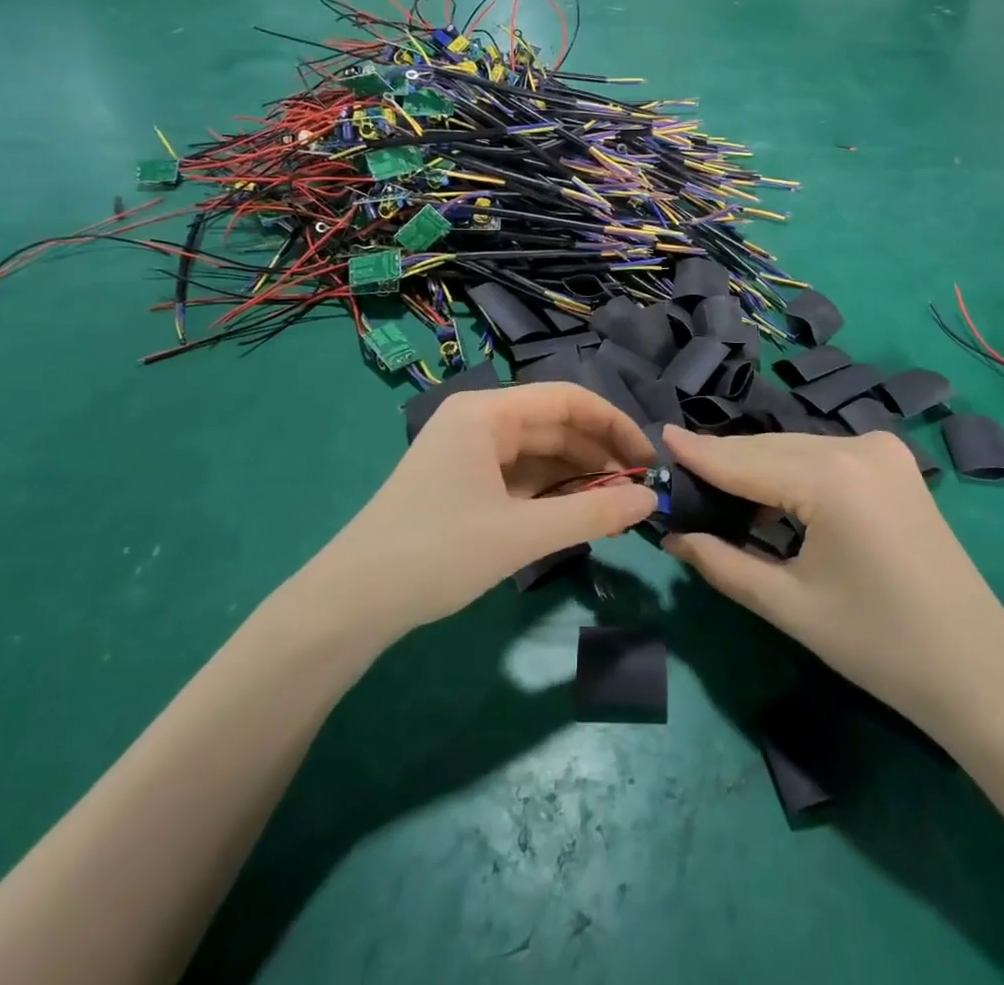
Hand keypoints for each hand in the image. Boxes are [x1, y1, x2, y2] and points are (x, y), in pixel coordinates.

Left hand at [298, 383, 655, 646]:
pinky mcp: (463, 482)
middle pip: (554, 425)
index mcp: (487, 412)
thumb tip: (651, 501)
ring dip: (577, 476)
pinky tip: (576, 514)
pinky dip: (551, 492)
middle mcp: (478, 421)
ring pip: (538, 453)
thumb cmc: (437, 553)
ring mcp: (468, 452)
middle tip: (638, 492)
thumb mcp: (522, 534)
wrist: (352, 603)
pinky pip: (520, 476)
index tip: (648, 460)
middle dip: (599, 454)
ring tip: (616, 506)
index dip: (614, 424)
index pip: (567, 400)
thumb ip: (591, 514)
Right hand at [660, 427, 1003, 728]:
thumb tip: (673, 536)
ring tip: (711, 488)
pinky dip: (789, 473)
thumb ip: (723, 563)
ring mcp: (881, 450)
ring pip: (796, 449)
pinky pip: (823, 457)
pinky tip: (765, 495)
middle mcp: (857, 446)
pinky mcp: (893, 464)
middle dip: (724, 463)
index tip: (657, 438)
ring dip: (756, 468)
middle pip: (770, 448)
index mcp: (832, 477)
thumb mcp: (789, 605)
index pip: (746, 461)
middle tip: (678, 477)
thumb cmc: (878, 645)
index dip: (699, 453)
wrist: (977, 671)